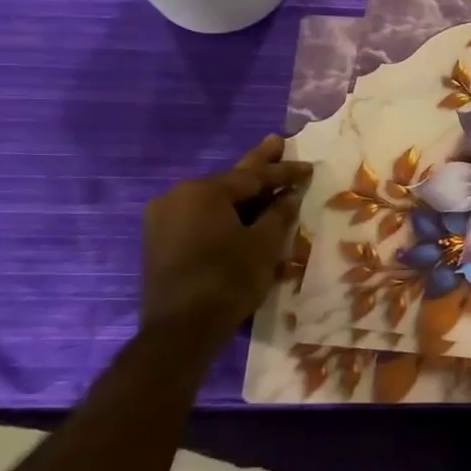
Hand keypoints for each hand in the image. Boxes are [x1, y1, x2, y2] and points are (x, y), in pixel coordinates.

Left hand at [140, 135, 312, 342]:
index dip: (286, 172)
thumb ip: (279, 214)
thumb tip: (290, 195)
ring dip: (241, 192)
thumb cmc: (229, 279)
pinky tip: (242, 210)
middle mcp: (178, 196)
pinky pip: (200, 215)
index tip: (310, 167)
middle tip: (277, 141)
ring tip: (264, 178)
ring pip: (214, 198)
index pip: (254, 176)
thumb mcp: (265, 244)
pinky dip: (224, 211)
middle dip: (258, 163)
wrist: (181, 329)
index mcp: (204, 192)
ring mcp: (164, 218)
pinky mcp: (160, 240)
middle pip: (229, 180)